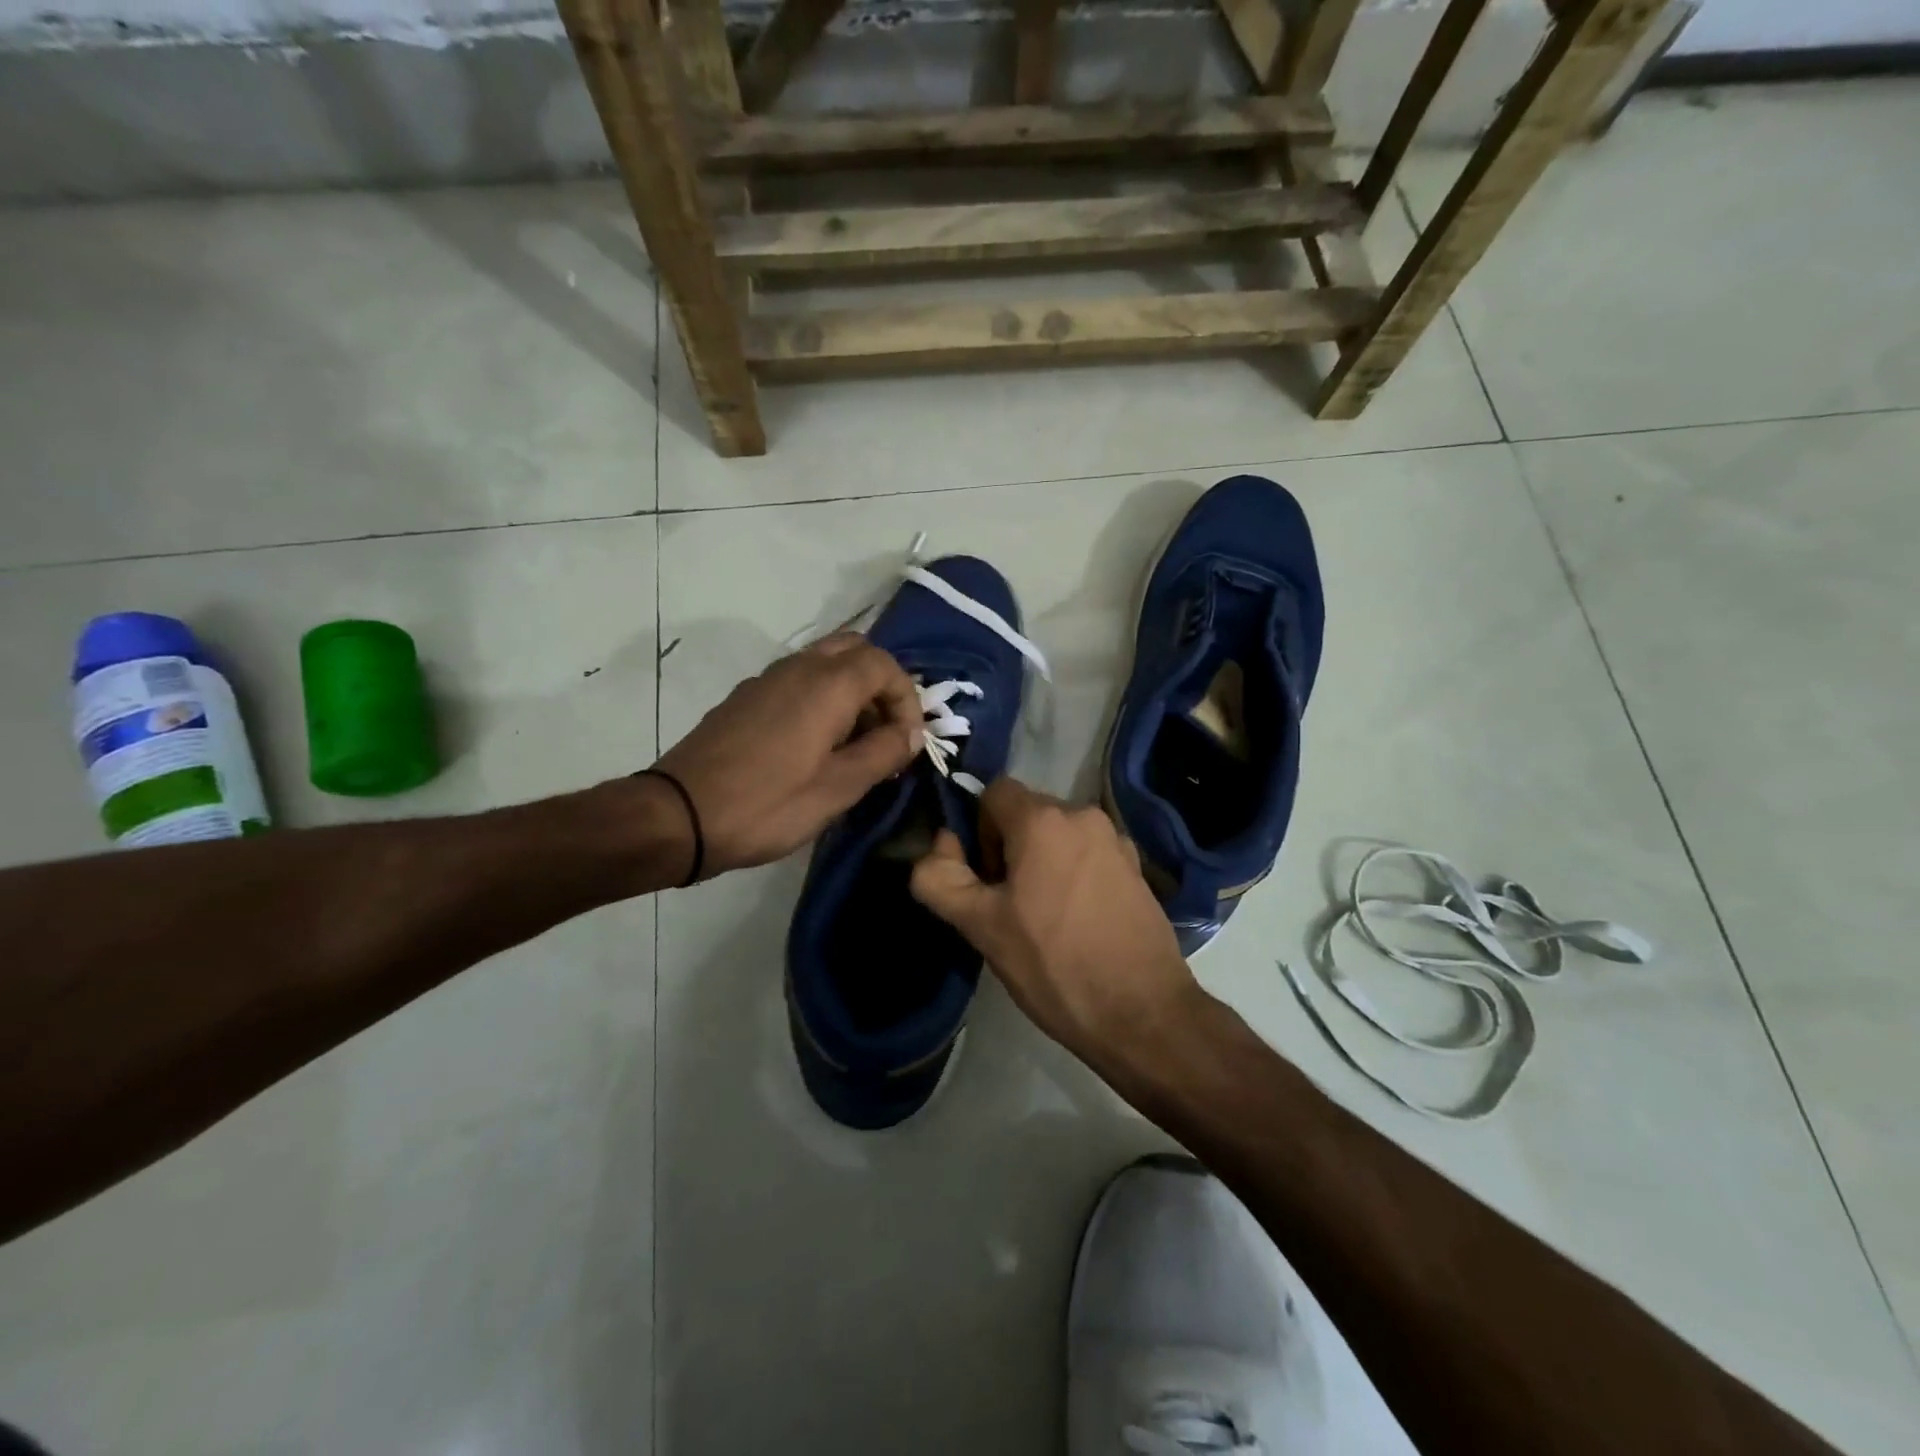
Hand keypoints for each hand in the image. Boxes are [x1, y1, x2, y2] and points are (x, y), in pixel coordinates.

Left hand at [655, 634, 922, 877]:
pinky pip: (798, 681)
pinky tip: (816, 745)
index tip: (908, 742)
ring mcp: (767, 679)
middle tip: (886, 731)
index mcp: (827, 683)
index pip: (885, 665)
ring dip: (852, 692)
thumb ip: (883, 752)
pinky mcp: (746, 698)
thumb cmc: (768, 804)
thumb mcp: (839, 787)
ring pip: (825, 663)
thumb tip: (912, 733)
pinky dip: (822, 698)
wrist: (680, 815)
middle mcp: (798, 667)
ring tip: (856, 743)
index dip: (907, 699)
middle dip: (881, 685)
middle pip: (855, 650)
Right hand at [909, 776, 1201, 1072]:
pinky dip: (1074, 874)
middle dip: (1009, 848)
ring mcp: (1117, 841)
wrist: (1143, 1014)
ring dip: (1042, 863)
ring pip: (1059, 836)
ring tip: (1045, 919)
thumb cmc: (1054, 965)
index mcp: (1044, 820)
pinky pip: (1089, 855)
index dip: (978, 830)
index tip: (986, 879)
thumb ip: (940, 877)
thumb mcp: (981, 926)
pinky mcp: (1138, 868)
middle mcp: (1084, 815)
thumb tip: (941, 843)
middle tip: (1010, 906)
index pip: (994, 792)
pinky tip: (1078, 924)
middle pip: (1028, 814)